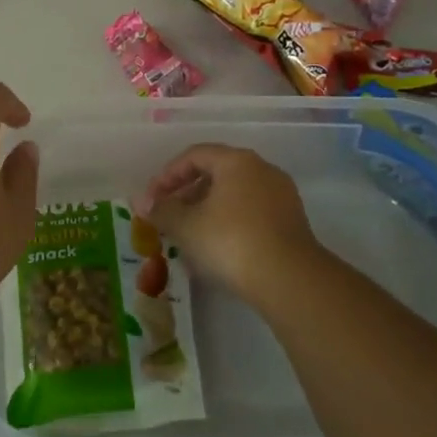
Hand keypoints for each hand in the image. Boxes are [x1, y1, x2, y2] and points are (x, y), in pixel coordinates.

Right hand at [141, 143, 324, 303]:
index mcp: (237, 161)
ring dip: (207, 210)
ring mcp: (281, 196)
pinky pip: (251, 213)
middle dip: (186, 194)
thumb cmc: (231, 241)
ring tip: (188, 236)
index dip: (166, 176)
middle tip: (167, 217)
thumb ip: (162, 210)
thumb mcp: (186, 226)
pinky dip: (229, 223)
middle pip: (216, 173)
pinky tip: (217, 249)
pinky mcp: (292, 223)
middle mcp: (262, 169)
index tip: (151, 200)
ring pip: (234, 195)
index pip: (194, 155)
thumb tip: (144, 204)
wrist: (290, 280)